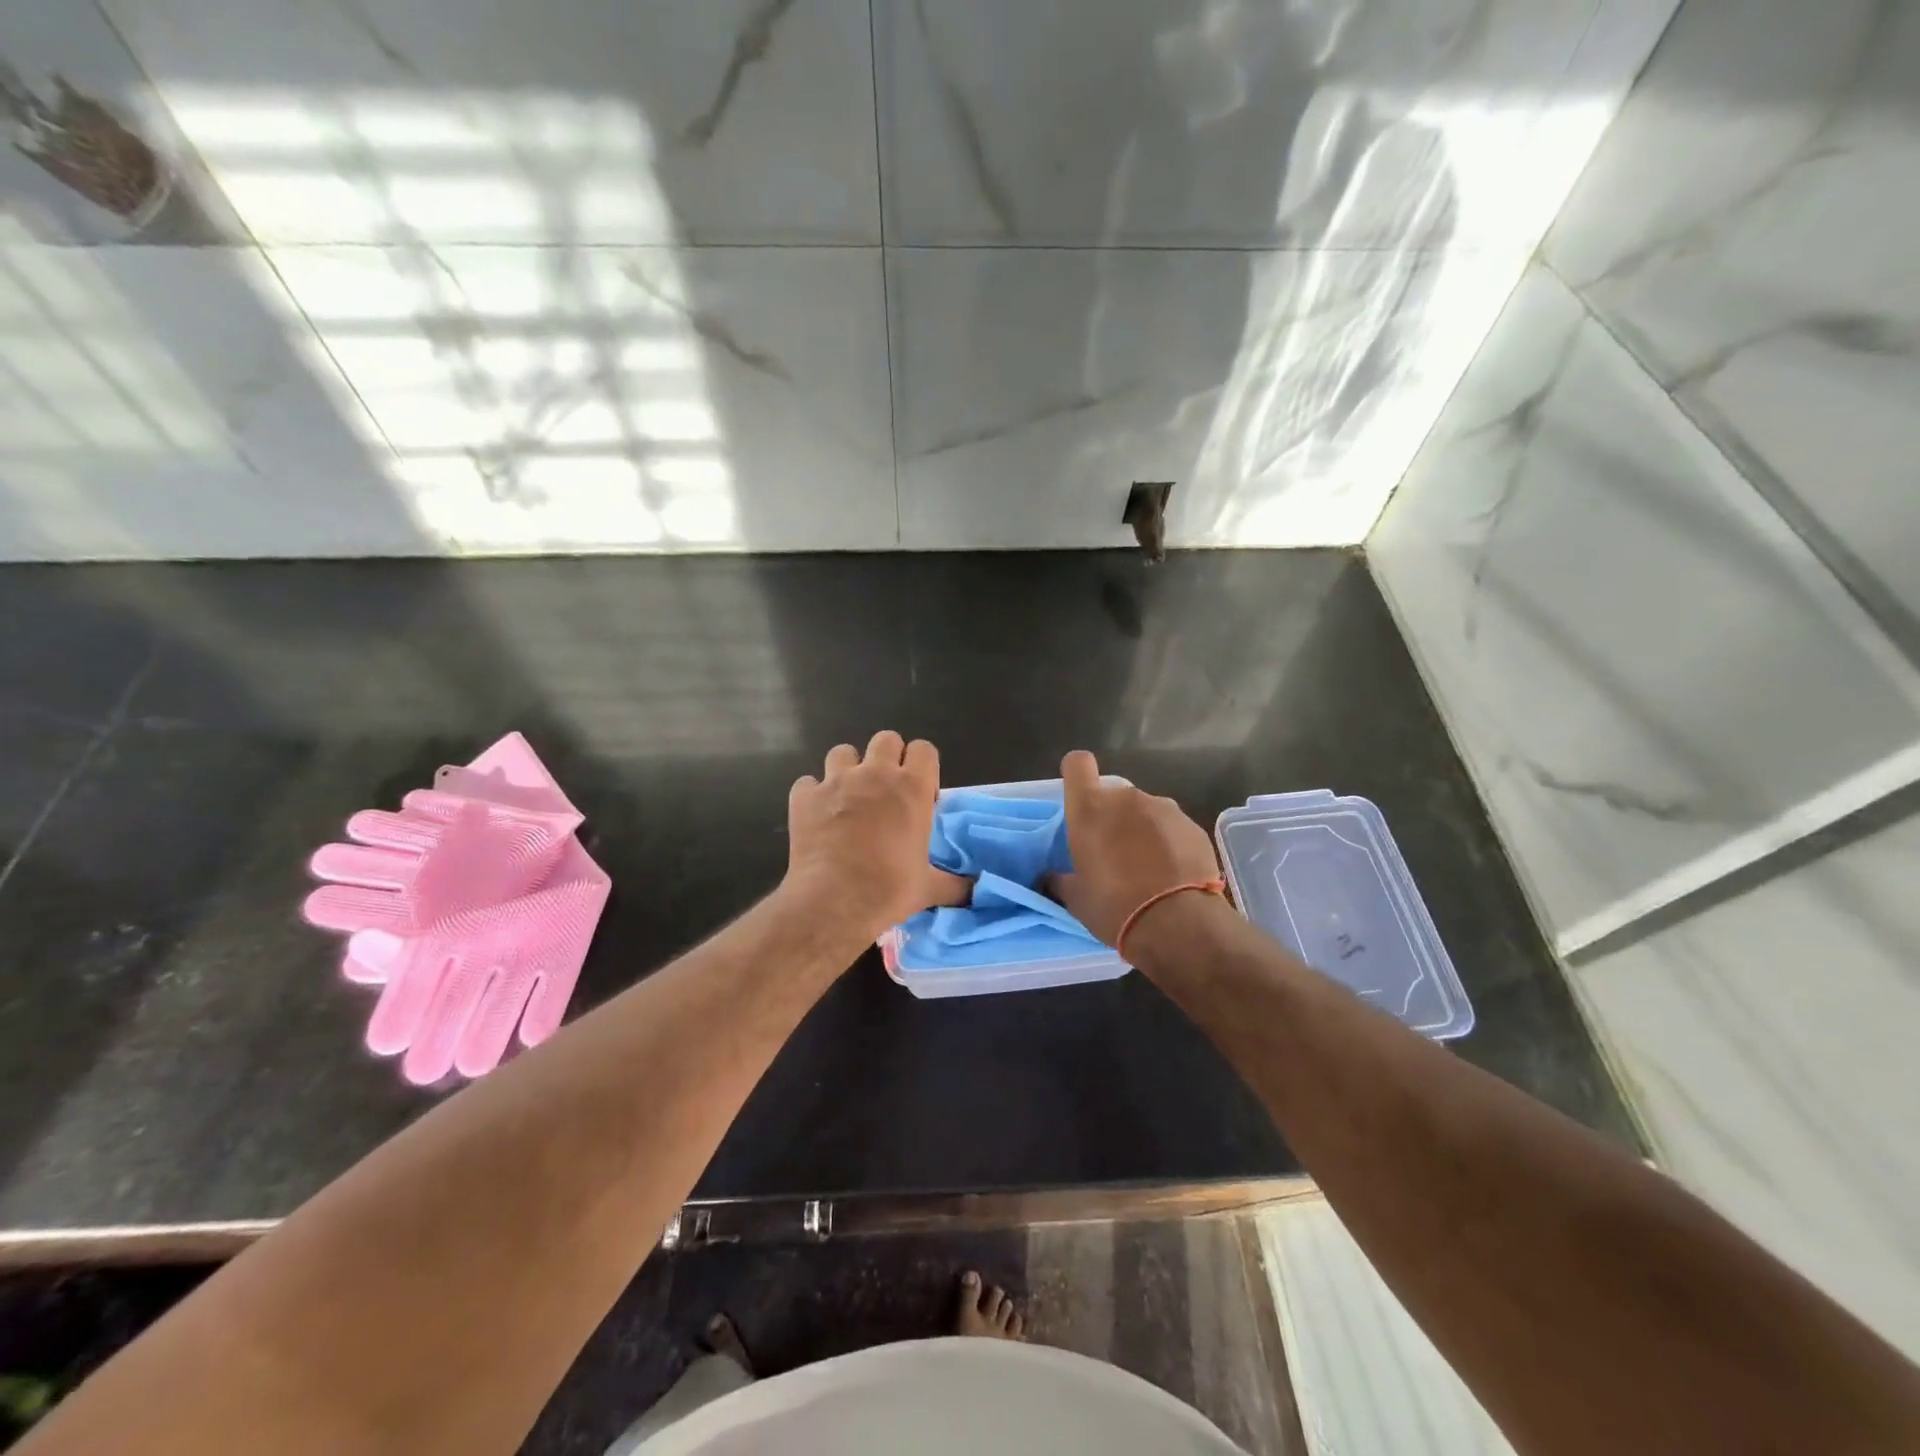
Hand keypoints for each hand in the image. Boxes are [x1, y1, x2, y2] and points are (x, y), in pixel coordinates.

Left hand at [785, 731, 970, 936]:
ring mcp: (836, 781)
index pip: (924, 749)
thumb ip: (956, 884)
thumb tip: (977, 889)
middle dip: (888, 758)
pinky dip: (813, 795)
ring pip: (843, 752)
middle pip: (886, 739)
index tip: (920, 796)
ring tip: (849, 798)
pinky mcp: (804, 797)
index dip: (923, 767)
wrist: (834, 902)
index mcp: (912, 788)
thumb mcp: (929, 888)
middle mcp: (875, 774)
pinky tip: (817, 816)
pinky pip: (807, 782)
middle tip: (886, 792)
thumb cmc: (889, 889)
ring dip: (848, 769)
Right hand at [1051, 750, 1220, 945]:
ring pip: (1145, 812)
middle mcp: (1126, 798)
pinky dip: (1169, 844)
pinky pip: (1172, 828)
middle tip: (1113, 855)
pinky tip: (1172, 875)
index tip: (1080, 800)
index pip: (1077, 764)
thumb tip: (1051, 877)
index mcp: (1090, 808)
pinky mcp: (1193, 826)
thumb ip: (1060, 879)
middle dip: (1112, 818)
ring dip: (1142, 831)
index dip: (1077, 775)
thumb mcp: (1076, 898)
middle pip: (1113, 795)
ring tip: (1148, 870)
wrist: (1178, 924)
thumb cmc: (1114, 906)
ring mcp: (1164, 809)